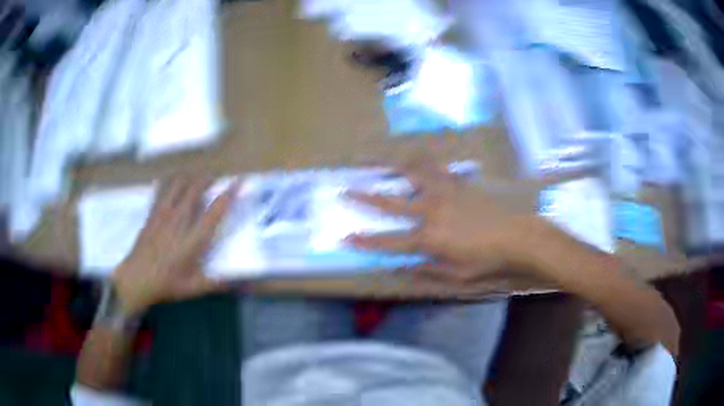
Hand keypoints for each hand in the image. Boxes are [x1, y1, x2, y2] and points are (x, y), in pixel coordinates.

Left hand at [111, 178, 237, 315]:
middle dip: (209, 178)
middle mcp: (180, 219)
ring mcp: (164, 213)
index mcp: (193, 238)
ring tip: (196, 179)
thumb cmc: (167, 284)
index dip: (229, 193)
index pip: (215, 210)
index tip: (239, 181)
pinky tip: (171, 184)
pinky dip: (170, 183)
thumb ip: (219, 283)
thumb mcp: (194, 288)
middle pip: (196, 188)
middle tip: (217, 178)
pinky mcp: (152, 213)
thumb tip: (246, 285)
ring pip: (178, 184)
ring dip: (190, 178)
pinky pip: (162, 189)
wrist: (136, 278)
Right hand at [347, 159, 553, 284]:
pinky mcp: (459, 184)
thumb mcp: (457, 276)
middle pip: (391, 203)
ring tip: (379, 164)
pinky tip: (420, 162)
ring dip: (393, 169)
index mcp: (428, 238)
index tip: (345, 237)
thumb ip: (427, 272)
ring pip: (412, 175)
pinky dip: (425, 164)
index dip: (365, 241)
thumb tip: (401, 268)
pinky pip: (437, 168)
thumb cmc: (488, 260)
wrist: (517, 236)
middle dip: (365, 198)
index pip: (388, 241)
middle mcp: (431, 211)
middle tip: (346, 191)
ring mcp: (445, 193)